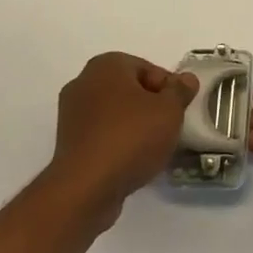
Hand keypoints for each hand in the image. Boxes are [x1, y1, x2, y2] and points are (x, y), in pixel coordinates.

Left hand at [49, 53, 195, 230]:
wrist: (86, 188)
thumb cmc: (131, 137)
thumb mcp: (169, 110)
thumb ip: (180, 91)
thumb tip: (186, 79)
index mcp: (106, 65)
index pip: (148, 69)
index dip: (169, 89)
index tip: (179, 110)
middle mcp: (83, 82)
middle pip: (129, 90)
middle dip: (150, 106)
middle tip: (169, 127)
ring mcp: (71, 114)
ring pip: (114, 113)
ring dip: (134, 126)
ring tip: (152, 148)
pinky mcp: (67, 143)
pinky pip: (101, 134)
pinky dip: (117, 142)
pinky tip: (131, 161)